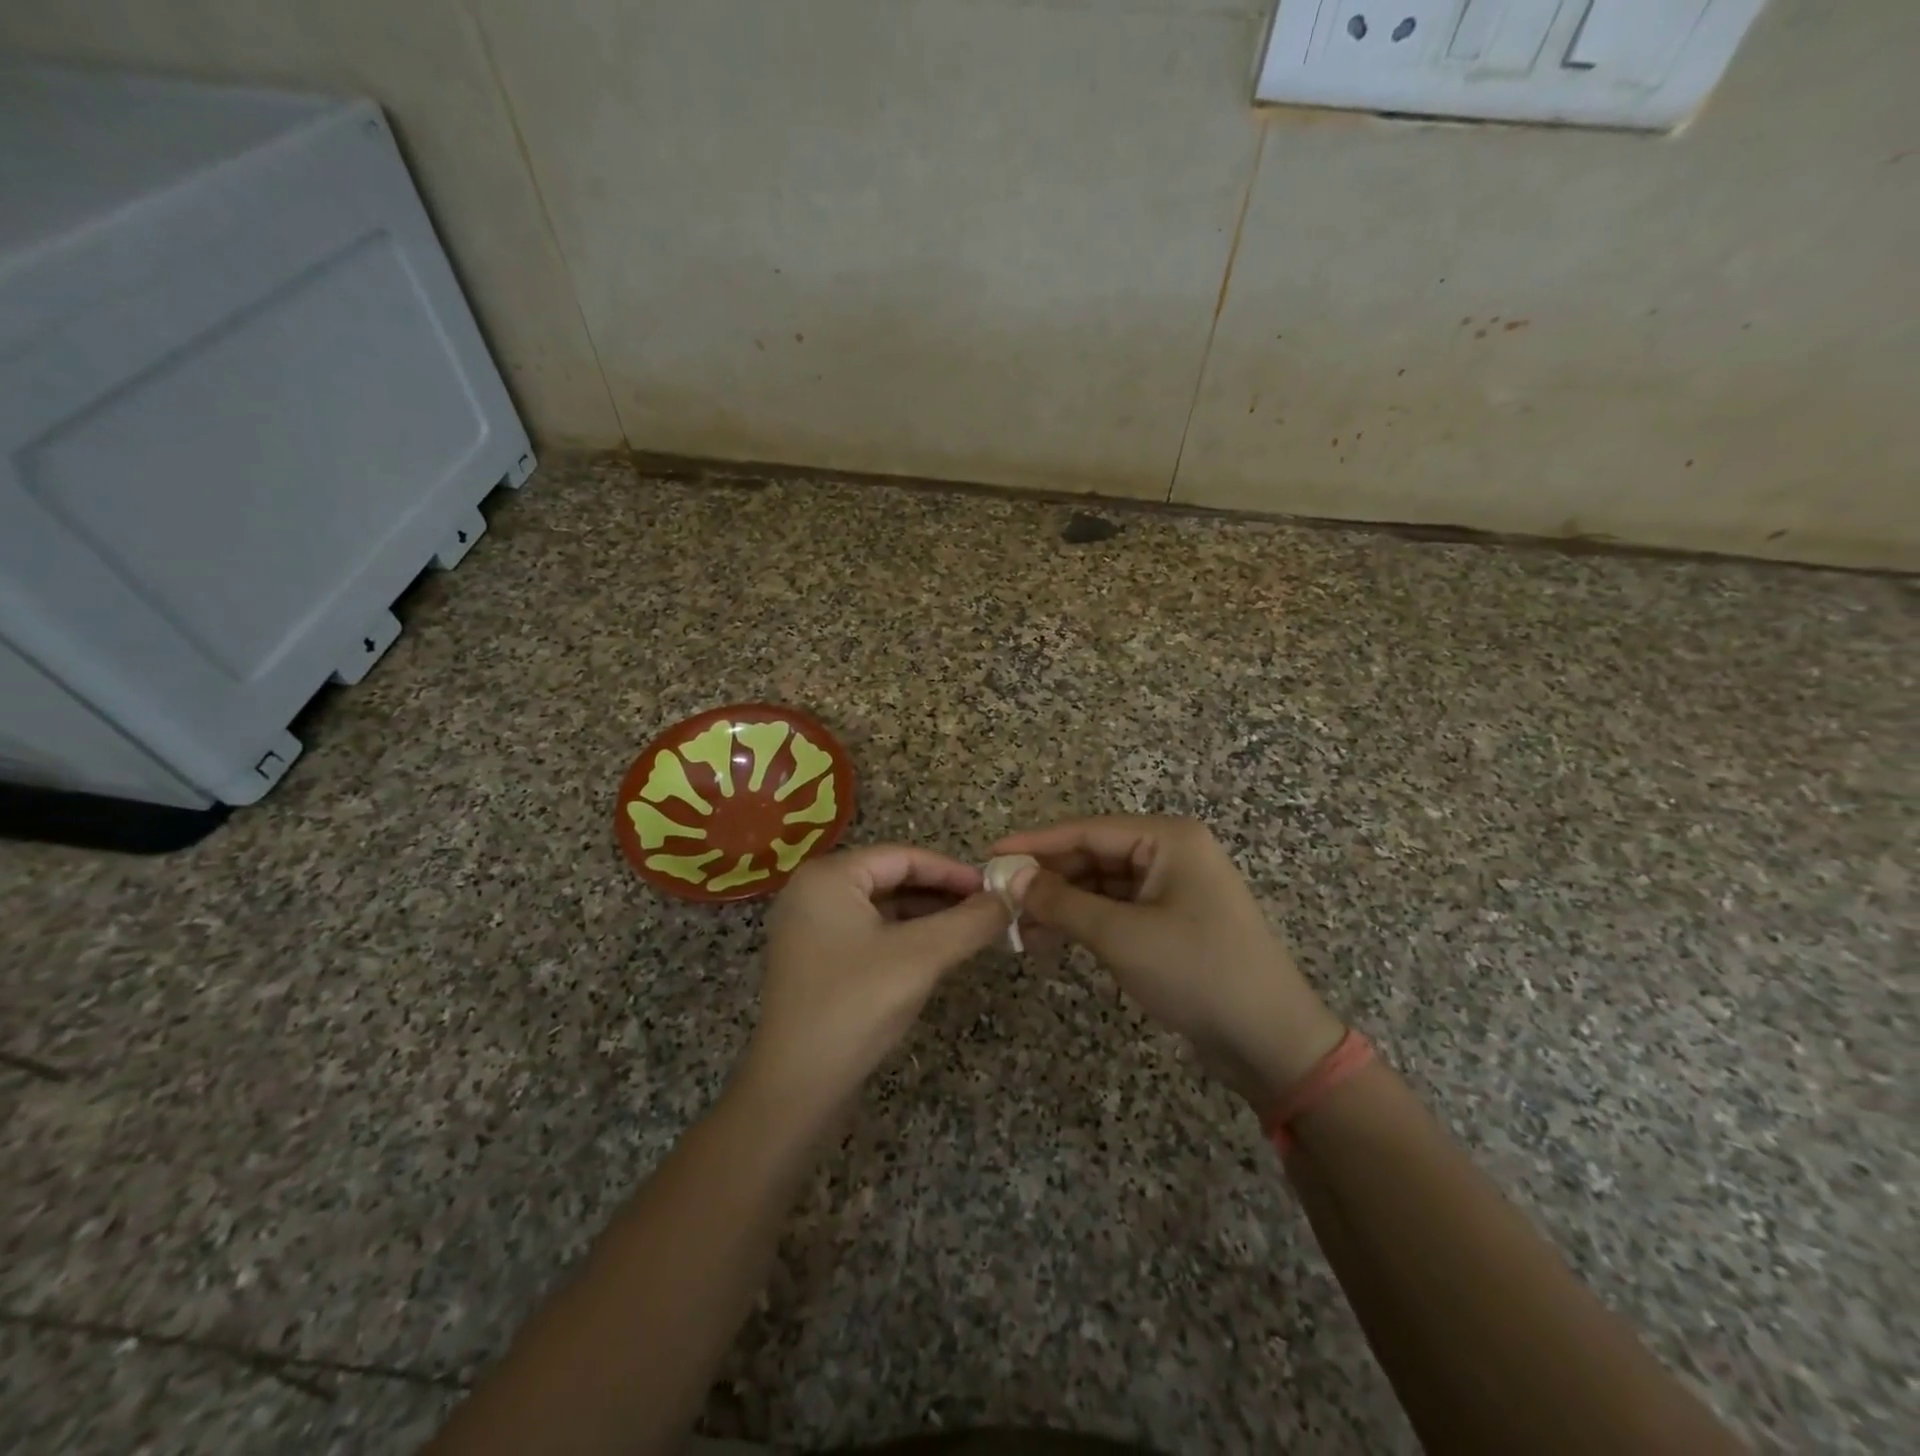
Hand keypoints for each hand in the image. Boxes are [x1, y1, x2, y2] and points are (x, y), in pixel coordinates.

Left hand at [736, 845, 1010, 1122]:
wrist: (796, 1088)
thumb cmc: (856, 1006)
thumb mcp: (922, 957)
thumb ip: (970, 922)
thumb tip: (1011, 897)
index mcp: (828, 877)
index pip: (903, 857)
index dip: (952, 871)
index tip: (994, 889)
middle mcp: (813, 892)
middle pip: (891, 878)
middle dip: (941, 894)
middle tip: (987, 910)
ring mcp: (810, 928)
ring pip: (881, 907)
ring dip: (926, 916)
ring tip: (970, 930)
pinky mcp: (814, 960)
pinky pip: (868, 933)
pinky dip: (903, 937)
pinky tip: (936, 953)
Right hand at [991, 816, 1344, 1113]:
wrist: (1269, 1040)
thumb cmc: (1196, 972)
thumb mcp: (1120, 934)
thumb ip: (1061, 902)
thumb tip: (1011, 878)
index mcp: (1168, 838)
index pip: (1087, 830)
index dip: (1035, 843)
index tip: (990, 855)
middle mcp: (1171, 853)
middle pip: (1093, 856)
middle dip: (1048, 880)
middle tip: (1000, 901)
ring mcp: (1173, 888)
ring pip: (1101, 885)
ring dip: (1062, 905)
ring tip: (1019, 930)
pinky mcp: (1171, 921)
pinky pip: (1116, 910)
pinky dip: (1084, 923)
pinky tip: (1050, 941)